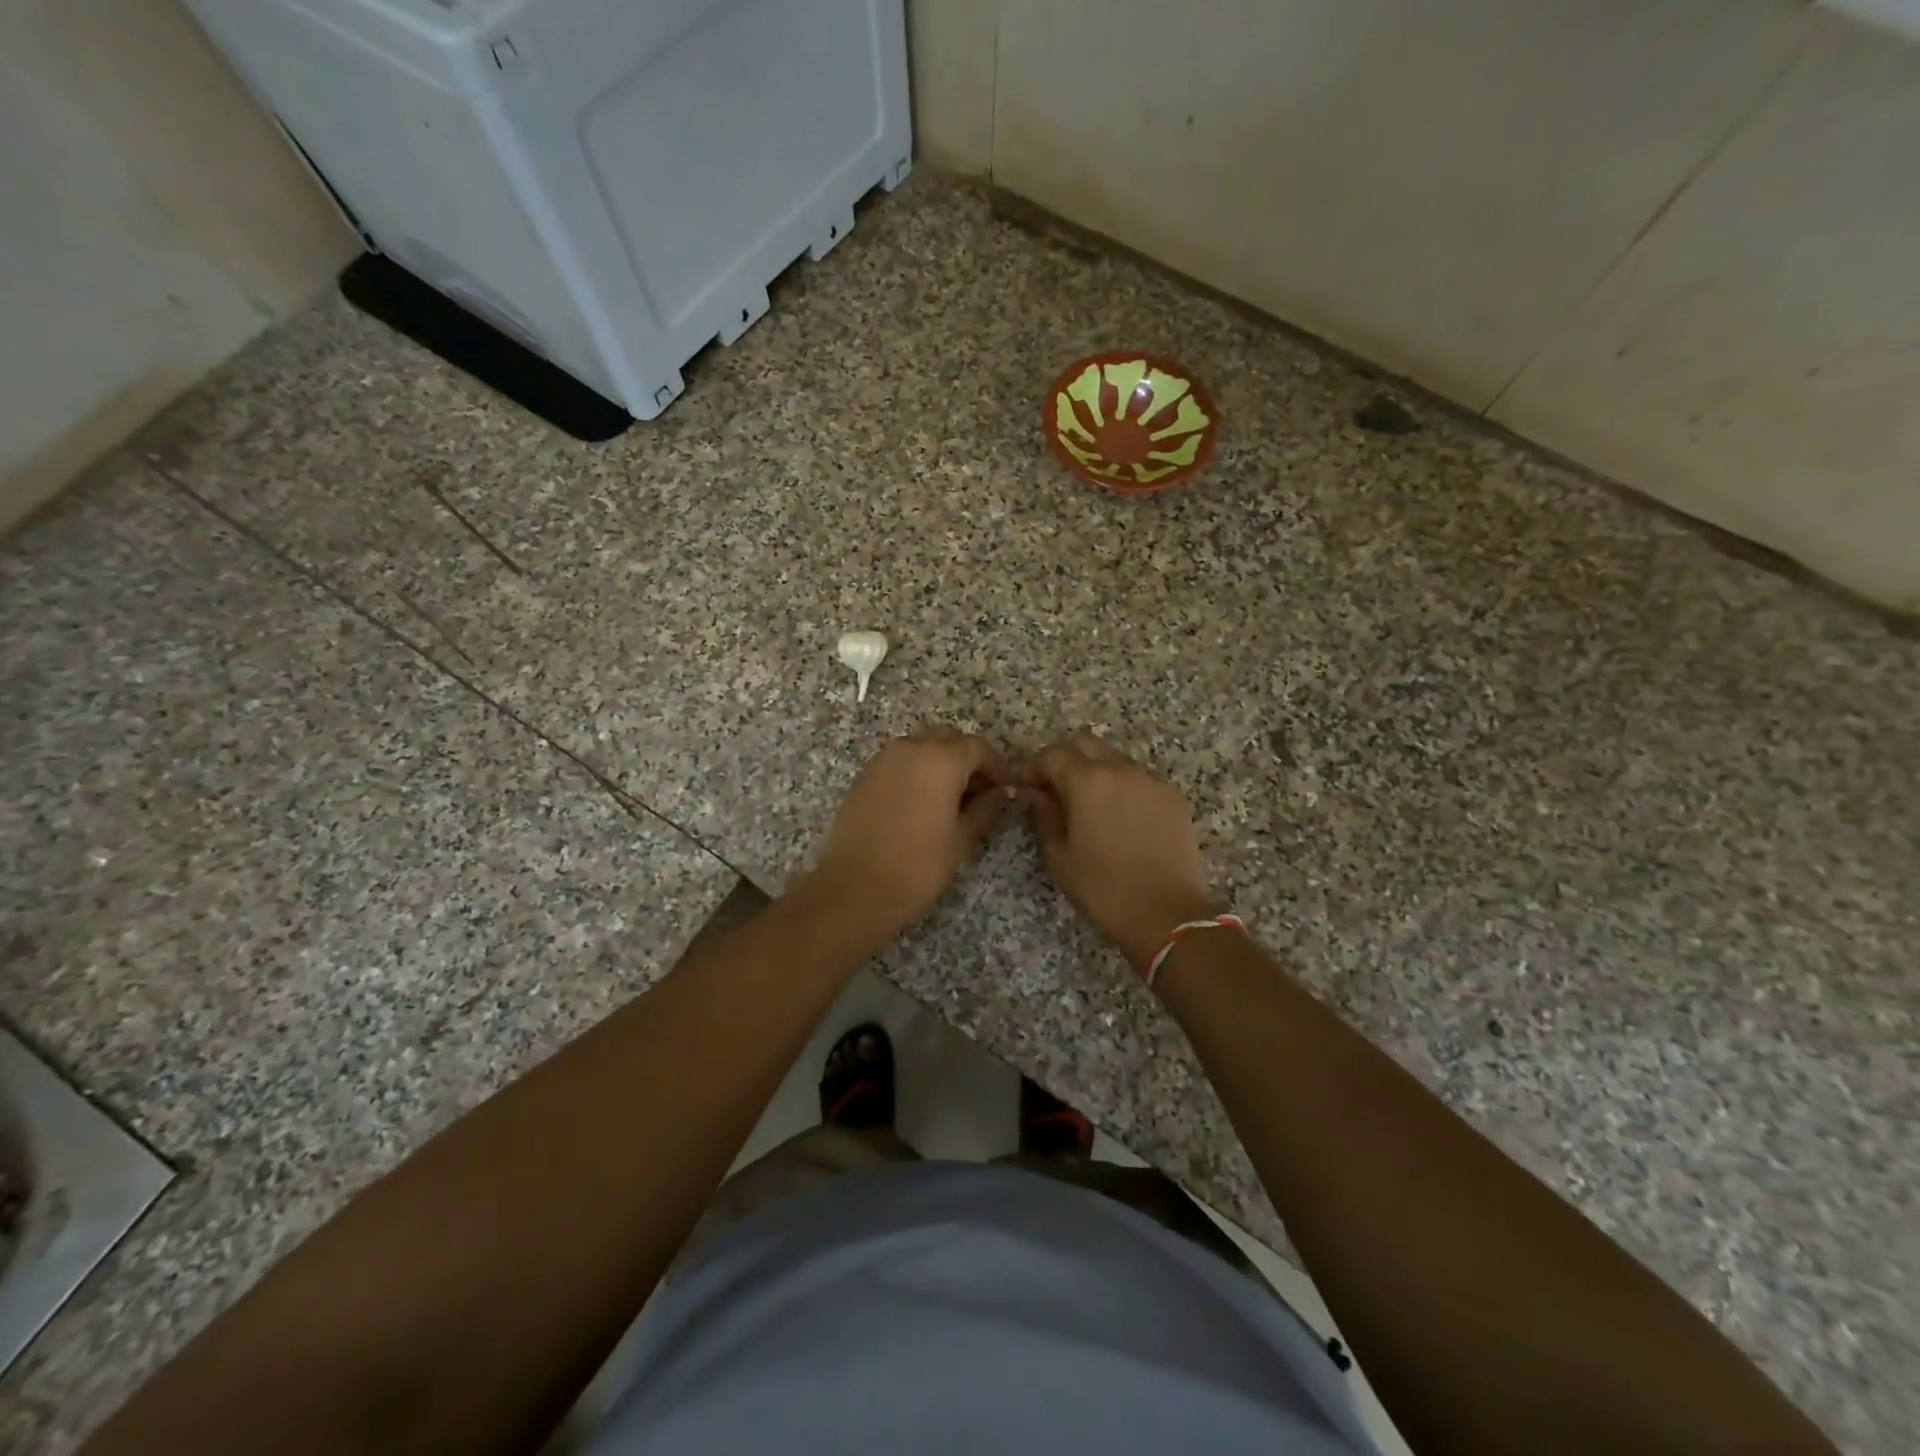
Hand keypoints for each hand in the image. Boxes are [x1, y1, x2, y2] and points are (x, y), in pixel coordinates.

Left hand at [804, 728, 1016, 936]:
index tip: (1007, 791)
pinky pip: (900, 762)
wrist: (854, 888)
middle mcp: (911, 747)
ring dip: (941, 764)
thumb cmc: (918, 865)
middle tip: (981, 794)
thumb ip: (986, 808)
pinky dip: (917, 772)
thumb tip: (1002, 793)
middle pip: (948, 740)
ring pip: (922, 748)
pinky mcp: (864, 775)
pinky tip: (922, 804)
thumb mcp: (962, 839)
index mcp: (940, 758)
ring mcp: (883, 759)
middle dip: (968, 761)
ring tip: (952, 801)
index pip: (978, 748)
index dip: (997, 767)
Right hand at [1023, 732, 1216, 974]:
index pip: (1051, 755)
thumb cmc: (1104, 889)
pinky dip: (1122, 786)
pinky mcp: (1173, 797)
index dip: (1033, 769)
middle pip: (1085, 744)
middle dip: (1064, 760)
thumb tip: (1035, 795)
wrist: (1168, 915)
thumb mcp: (1060, 857)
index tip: (1026, 789)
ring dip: (1095, 771)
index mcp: (1088, 781)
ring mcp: (1152, 780)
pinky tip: (1120, 818)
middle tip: (1054, 790)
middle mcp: (1121, 769)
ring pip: (1114, 758)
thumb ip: (1044, 816)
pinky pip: (1139, 778)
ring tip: (1088, 805)